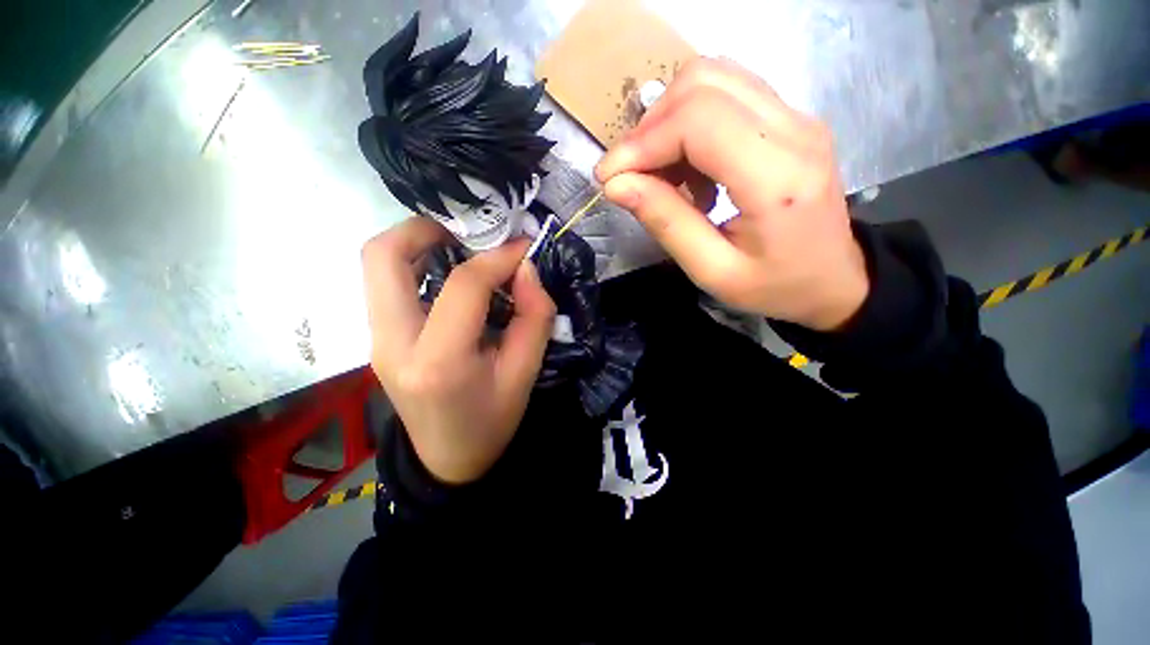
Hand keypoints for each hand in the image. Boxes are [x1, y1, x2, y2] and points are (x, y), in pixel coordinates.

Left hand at [361, 218, 555, 483]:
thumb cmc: (492, 421)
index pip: (463, 286)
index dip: (497, 257)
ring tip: (460, 246)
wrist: (449, 460)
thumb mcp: (526, 373)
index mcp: (439, 362)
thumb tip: (525, 267)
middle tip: (469, 231)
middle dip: (427, 228)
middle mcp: (393, 344)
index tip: (522, 246)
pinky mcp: (379, 339)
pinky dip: (415, 264)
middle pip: (384, 257)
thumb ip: (533, 316)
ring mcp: (378, 341)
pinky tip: (448, 274)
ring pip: (378, 266)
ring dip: (418, 243)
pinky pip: (387, 285)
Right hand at [595, 57, 868, 330]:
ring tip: (660, 173)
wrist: (836, 279)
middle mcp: (794, 129)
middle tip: (631, 175)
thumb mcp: (712, 271)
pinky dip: (689, 123)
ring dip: (668, 121)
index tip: (609, 177)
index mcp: (778, 178)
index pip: (698, 121)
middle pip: (703, 83)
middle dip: (650, 127)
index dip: (642, 142)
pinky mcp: (789, 118)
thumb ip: (666, 223)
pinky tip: (688, 168)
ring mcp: (796, 116)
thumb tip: (617, 184)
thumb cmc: (775, 286)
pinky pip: (727, 94)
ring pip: (713, 78)